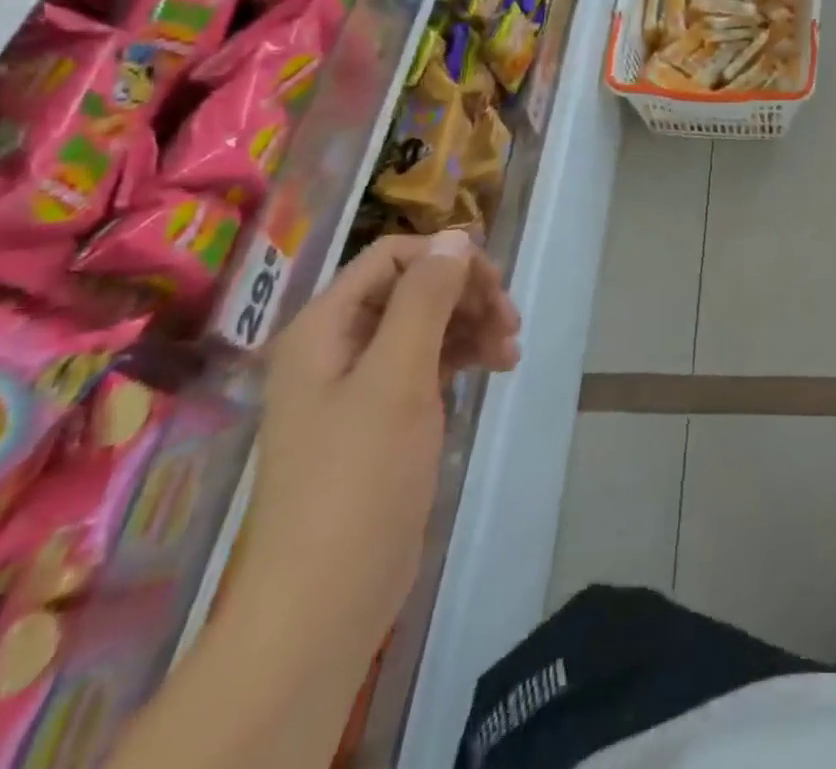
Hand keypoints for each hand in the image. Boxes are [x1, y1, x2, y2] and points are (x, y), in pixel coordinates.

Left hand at [233, 230, 520, 657]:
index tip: (494, 284)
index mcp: (324, 327)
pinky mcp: (383, 415)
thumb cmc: (358, 478)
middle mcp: (338, 345)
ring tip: (510, 351)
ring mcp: (359, 383)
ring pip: (427, 322)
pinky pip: (428, 361)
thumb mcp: (397, 376)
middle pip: (413, 287)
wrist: (326, 599)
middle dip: (466, 294)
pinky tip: (496, 368)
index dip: (445, 258)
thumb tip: (456, 236)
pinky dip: (464, 355)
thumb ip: (425, 299)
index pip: (392, 257)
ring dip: (472, 324)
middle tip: (511, 321)